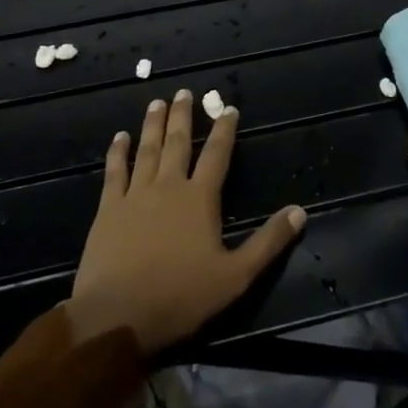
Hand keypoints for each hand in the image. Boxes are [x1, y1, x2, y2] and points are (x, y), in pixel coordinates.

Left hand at [69, 90, 306, 355]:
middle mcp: (168, 186)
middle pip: (178, 143)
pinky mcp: (108, 209)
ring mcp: (135, 195)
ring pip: (146, 150)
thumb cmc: (181, 297)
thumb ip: (268, 242)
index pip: (217, 155)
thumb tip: (299, 211)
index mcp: (200, 199)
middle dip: (183, 116)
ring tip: (156, 102)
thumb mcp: (236, 276)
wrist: (118, 315)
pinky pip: (114, 172)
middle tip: (183, 92)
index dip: (224, 130)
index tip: (228, 109)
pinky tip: (119, 137)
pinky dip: (118, 152)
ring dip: (153, 125)